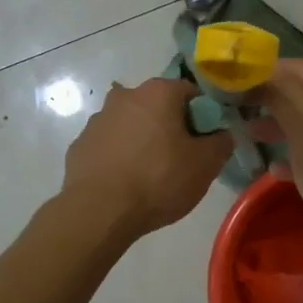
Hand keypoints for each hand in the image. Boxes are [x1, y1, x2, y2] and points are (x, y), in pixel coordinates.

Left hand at [61, 77, 231, 238]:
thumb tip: (222, 134)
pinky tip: (126, 182)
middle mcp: (125, 95)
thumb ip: (222, 142)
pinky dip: (120, 157)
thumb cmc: (158, 179)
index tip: (206, 142)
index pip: (191, 93)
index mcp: (158, 92)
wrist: (98, 211)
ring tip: (151, 175)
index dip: (204, 117)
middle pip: (158, 107)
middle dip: (171, 127)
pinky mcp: (79, 145)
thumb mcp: (205, 165)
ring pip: (132, 125)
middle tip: (181, 160)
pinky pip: (110, 146)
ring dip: (143, 141)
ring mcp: (97, 119)